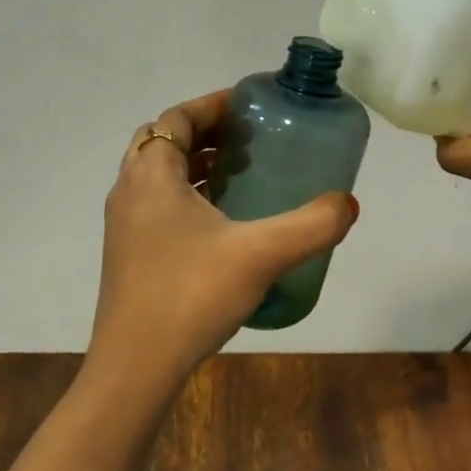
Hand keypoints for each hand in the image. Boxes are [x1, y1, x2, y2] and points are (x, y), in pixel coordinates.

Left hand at [88, 90, 358, 386]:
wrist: (135, 366)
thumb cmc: (191, 295)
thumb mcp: (261, 254)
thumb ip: (311, 225)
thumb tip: (348, 204)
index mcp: (151, 175)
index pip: (176, 118)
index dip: (212, 105)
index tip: (249, 106)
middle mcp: (129, 191)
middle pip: (163, 142)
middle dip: (205, 133)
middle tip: (249, 141)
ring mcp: (122, 225)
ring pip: (157, 176)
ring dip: (194, 166)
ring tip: (240, 176)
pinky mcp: (126, 255)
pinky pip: (155, 206)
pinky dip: (185, 197)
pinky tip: (221, 226)